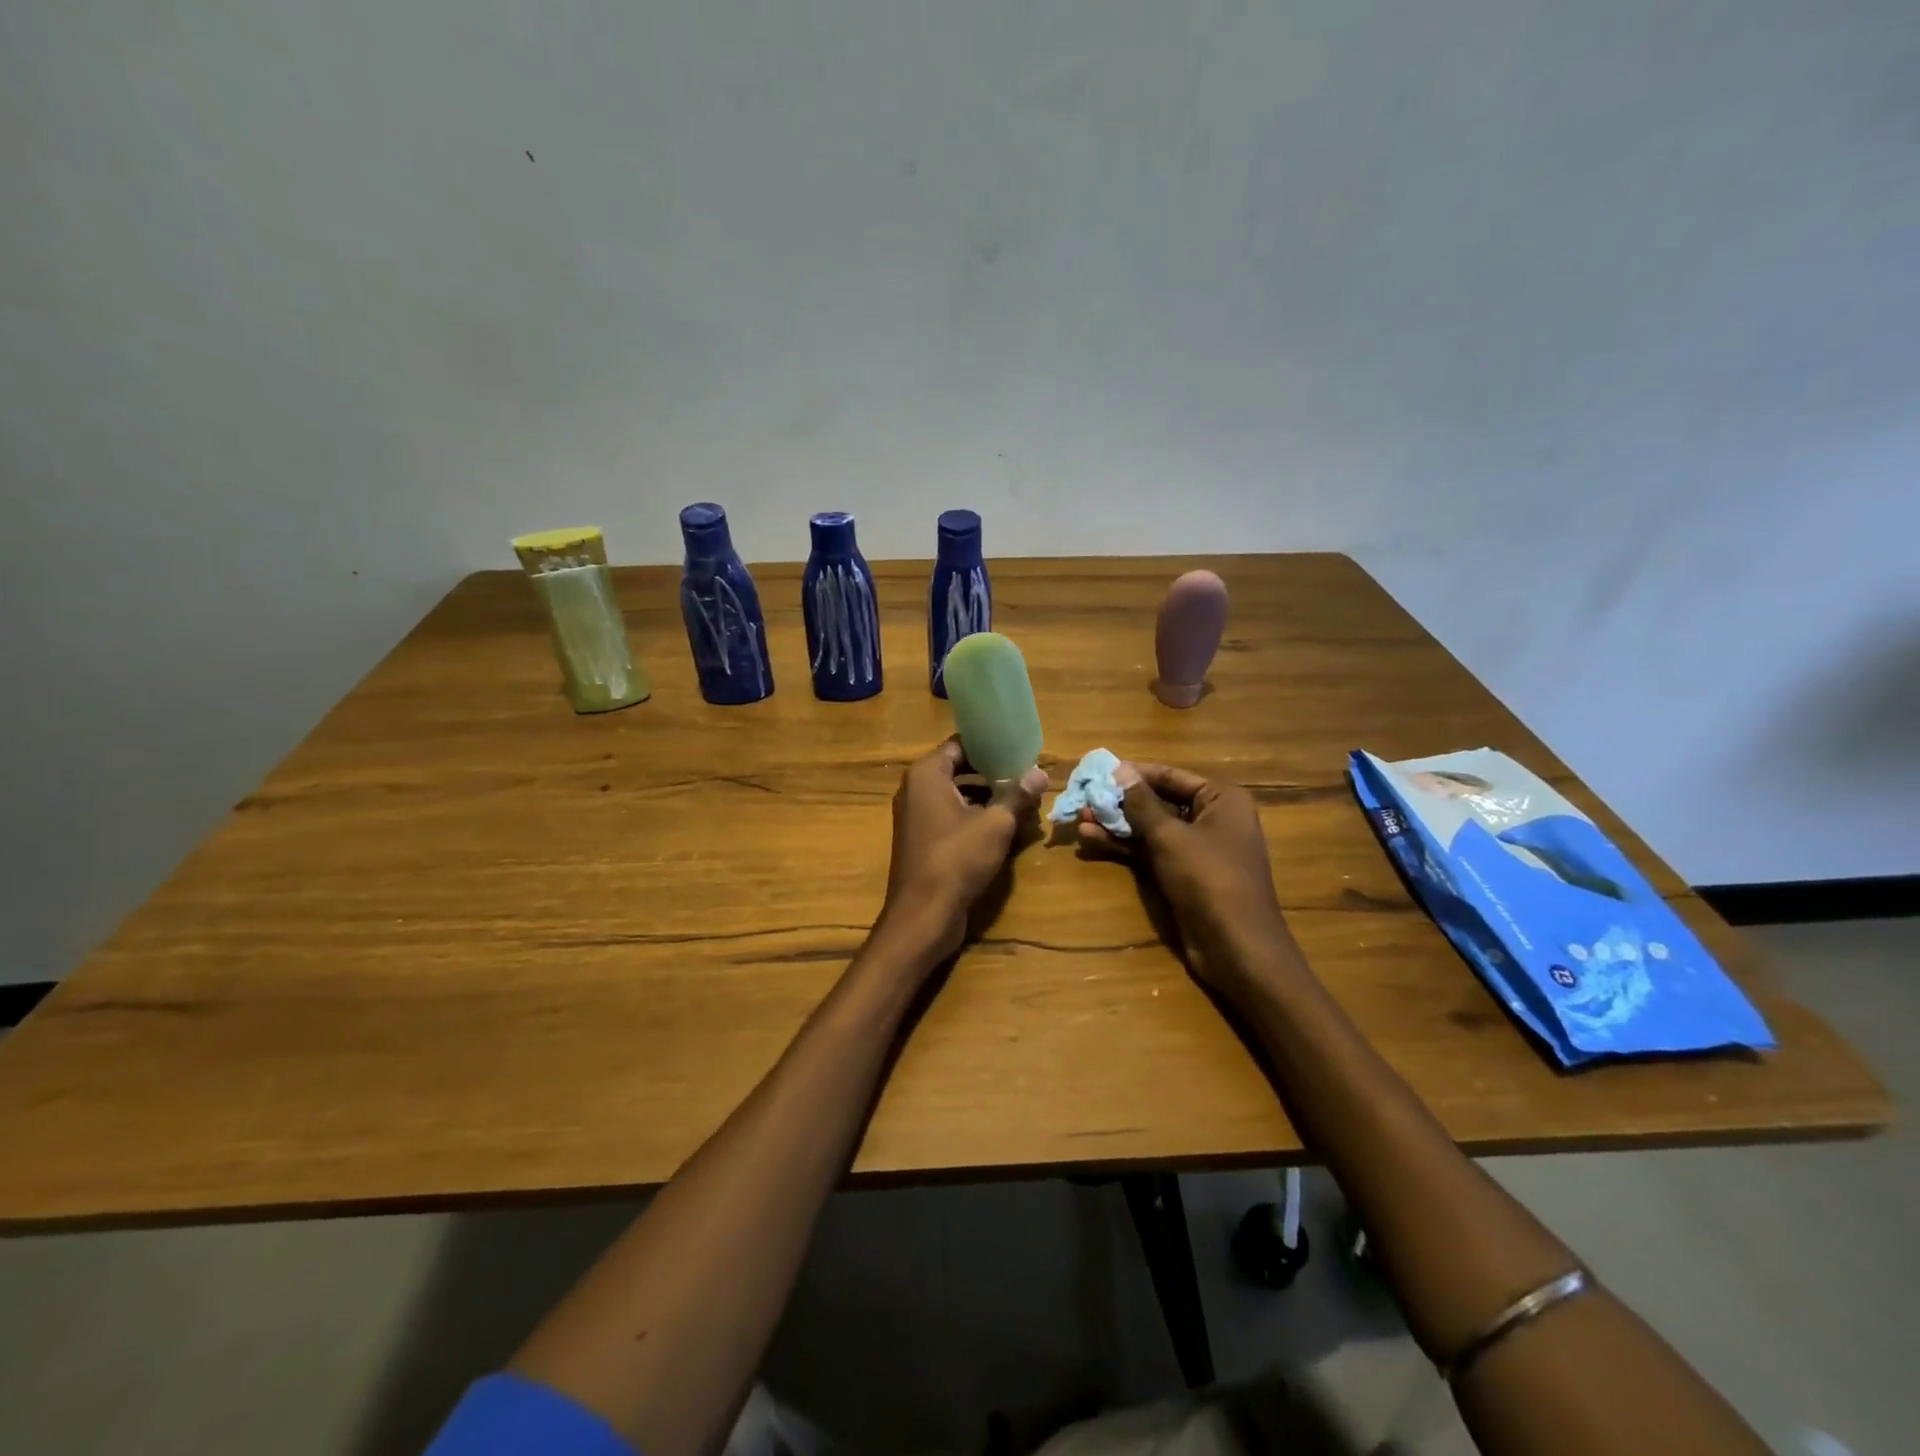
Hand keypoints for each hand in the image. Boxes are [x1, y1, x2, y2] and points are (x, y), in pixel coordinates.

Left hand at [881, 739, 1047, 961]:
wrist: (923, 915)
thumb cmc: (957, 859)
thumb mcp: (995, 824)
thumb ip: (1017, 795)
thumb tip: (1040, 772)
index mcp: (926, 774)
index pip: (960, 744)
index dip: (990, 745)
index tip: (1019, 748)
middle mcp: (916, 789)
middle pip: (960, 769)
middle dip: (994, 774)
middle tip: (1027, 775)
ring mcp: (917, 817)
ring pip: (958, 796)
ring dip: (989, 798)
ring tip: (1024, 802)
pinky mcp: (923, 840)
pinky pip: (952, 818)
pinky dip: (976, 818)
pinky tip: (1006, 828)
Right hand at [1076, 762, 1294, 995]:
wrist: (1236, 947)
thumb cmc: (1209, 879)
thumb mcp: (1170, 837)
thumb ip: (1141, 803)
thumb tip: (1119, 770)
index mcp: (1221, 799)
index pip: (1169, 775)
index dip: (1133, 773)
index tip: (1097, 771)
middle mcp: (1211, 817)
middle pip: (1158, 801)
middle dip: (1120, 801)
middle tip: (1083, 797)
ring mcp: (1196, 848)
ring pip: (1150, 828)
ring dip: (1116, 824)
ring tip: (1079, 818)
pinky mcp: (1182, 873)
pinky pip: (1150, 851)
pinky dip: (1124, 845)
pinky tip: (1091, 839)